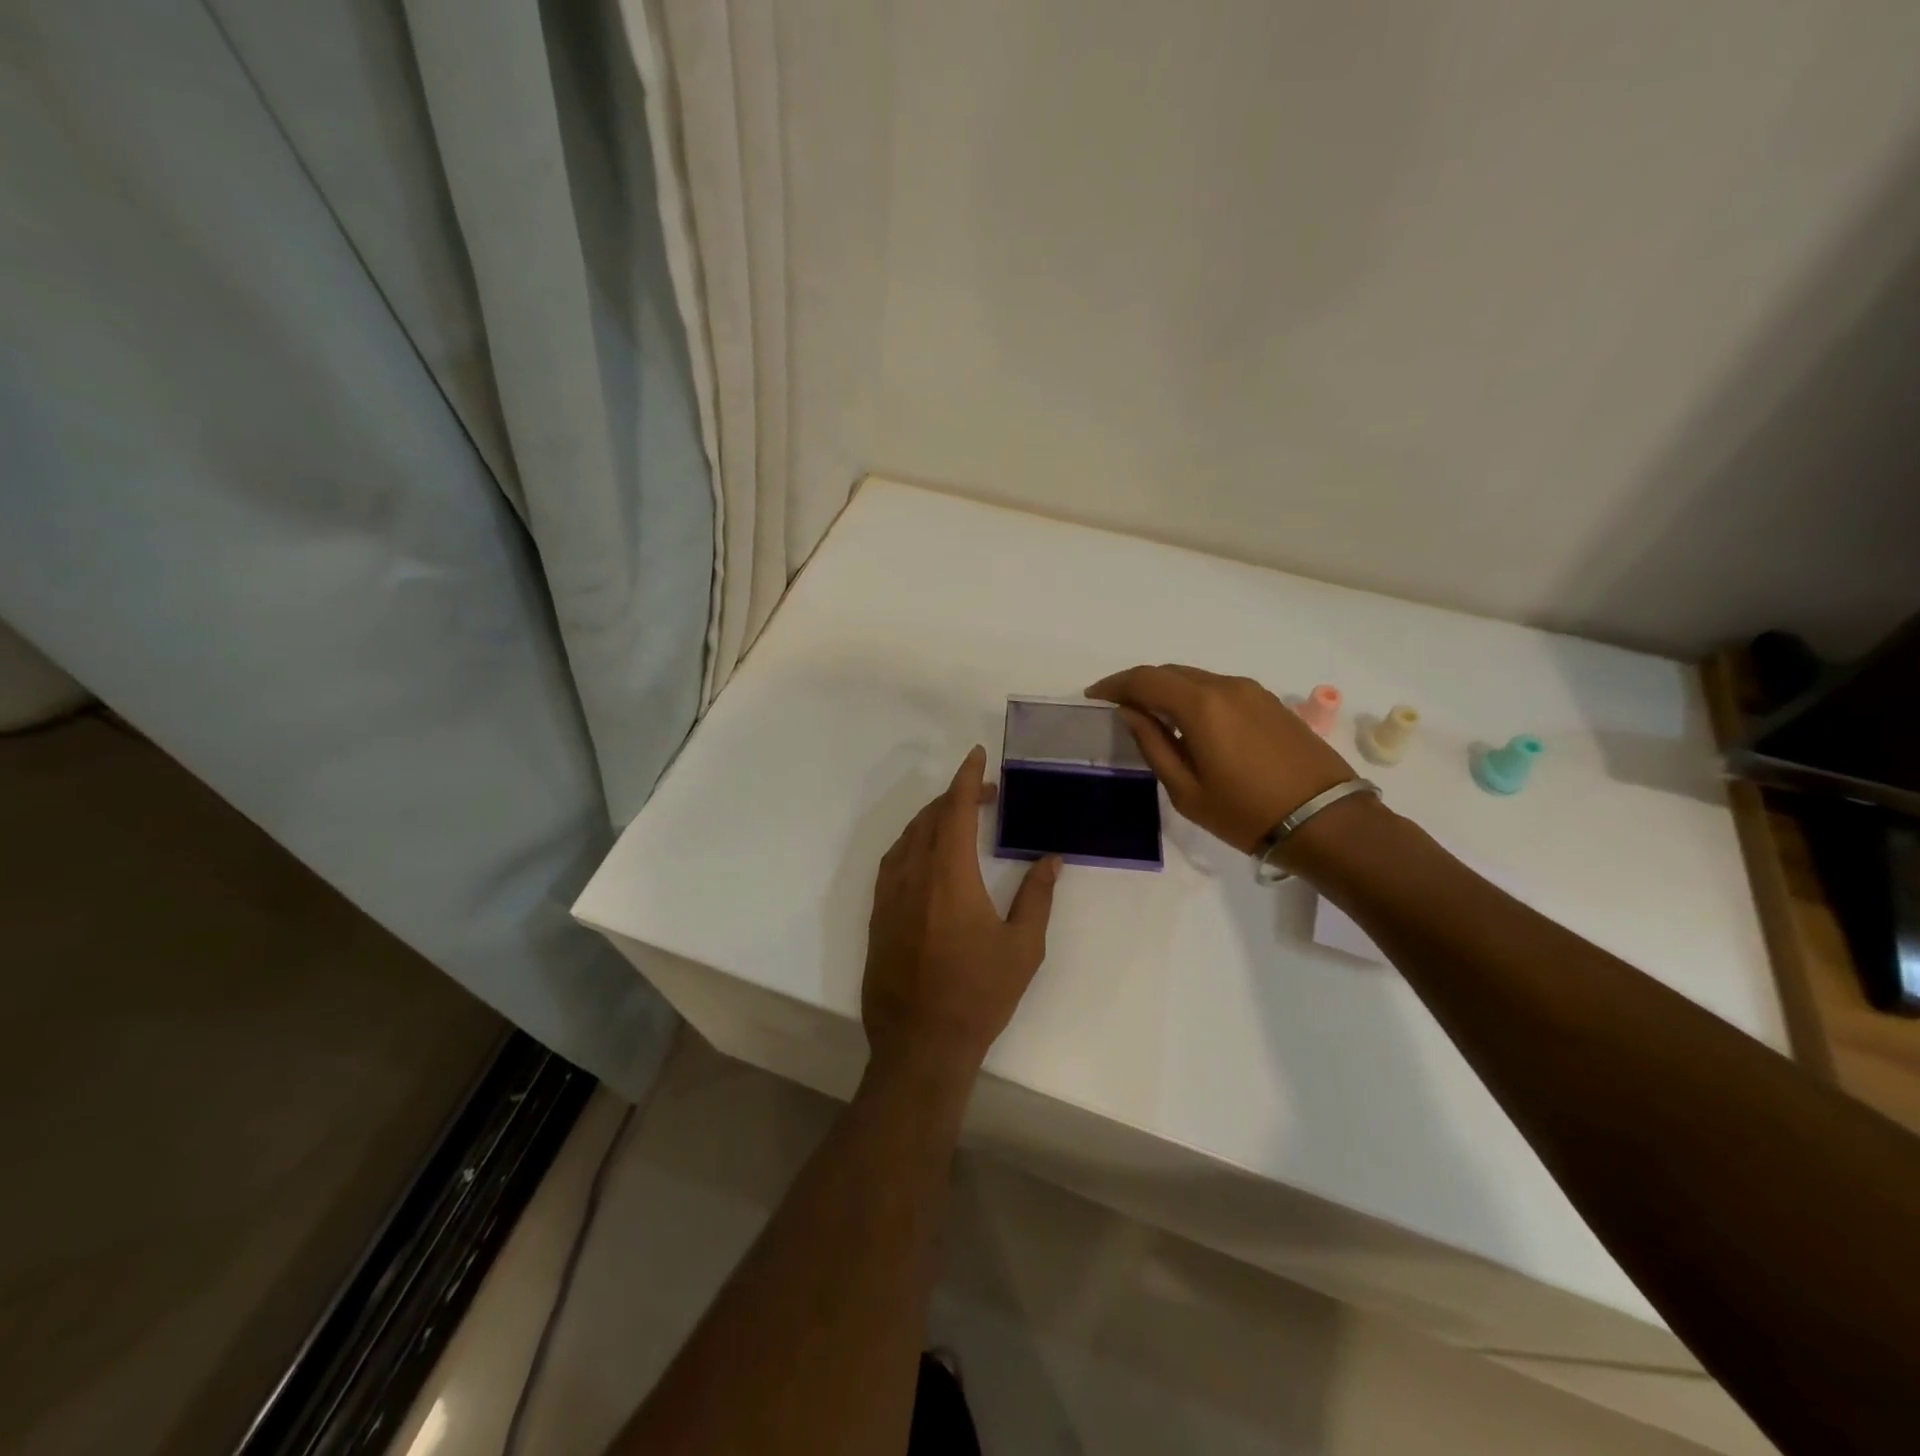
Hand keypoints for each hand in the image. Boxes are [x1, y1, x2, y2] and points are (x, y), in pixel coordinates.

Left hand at [863, 746, 1060, 1077]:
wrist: (920, 1044)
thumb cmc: (978, 995)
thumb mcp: (1022, 947)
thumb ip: (1037, 897)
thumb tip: (1050, 860)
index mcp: (950, 876)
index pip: (954, 810)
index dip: (966, 778)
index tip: (977, 755)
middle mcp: (913, 876)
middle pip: (929, 818)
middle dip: (955, 797)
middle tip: (985, 795)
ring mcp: (889, 896)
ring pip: (907, 839)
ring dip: (932, 819)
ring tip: (958, 819)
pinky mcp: (877, 916)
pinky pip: (893, 862)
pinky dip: (912, 844)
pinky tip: (927, 856)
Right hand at [1086, 664, 1356, 853]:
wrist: (1325, 821)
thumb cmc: (1246, 813)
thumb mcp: (1186, 790)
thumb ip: (1153, 745)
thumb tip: (1132, 713)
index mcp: (1201, 705)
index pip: (1145, 679)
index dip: (1114, 685)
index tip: (1093, 697)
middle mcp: (1226, 686)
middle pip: (1171, 672)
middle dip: (1139, 685)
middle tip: (1118, 707)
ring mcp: (1253, 692)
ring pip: (1197, 679)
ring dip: (1169, 691)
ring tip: (1152, 717)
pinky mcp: (1271, 703)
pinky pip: (1220, 689)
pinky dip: (1195, 698)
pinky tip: (1190, 724)